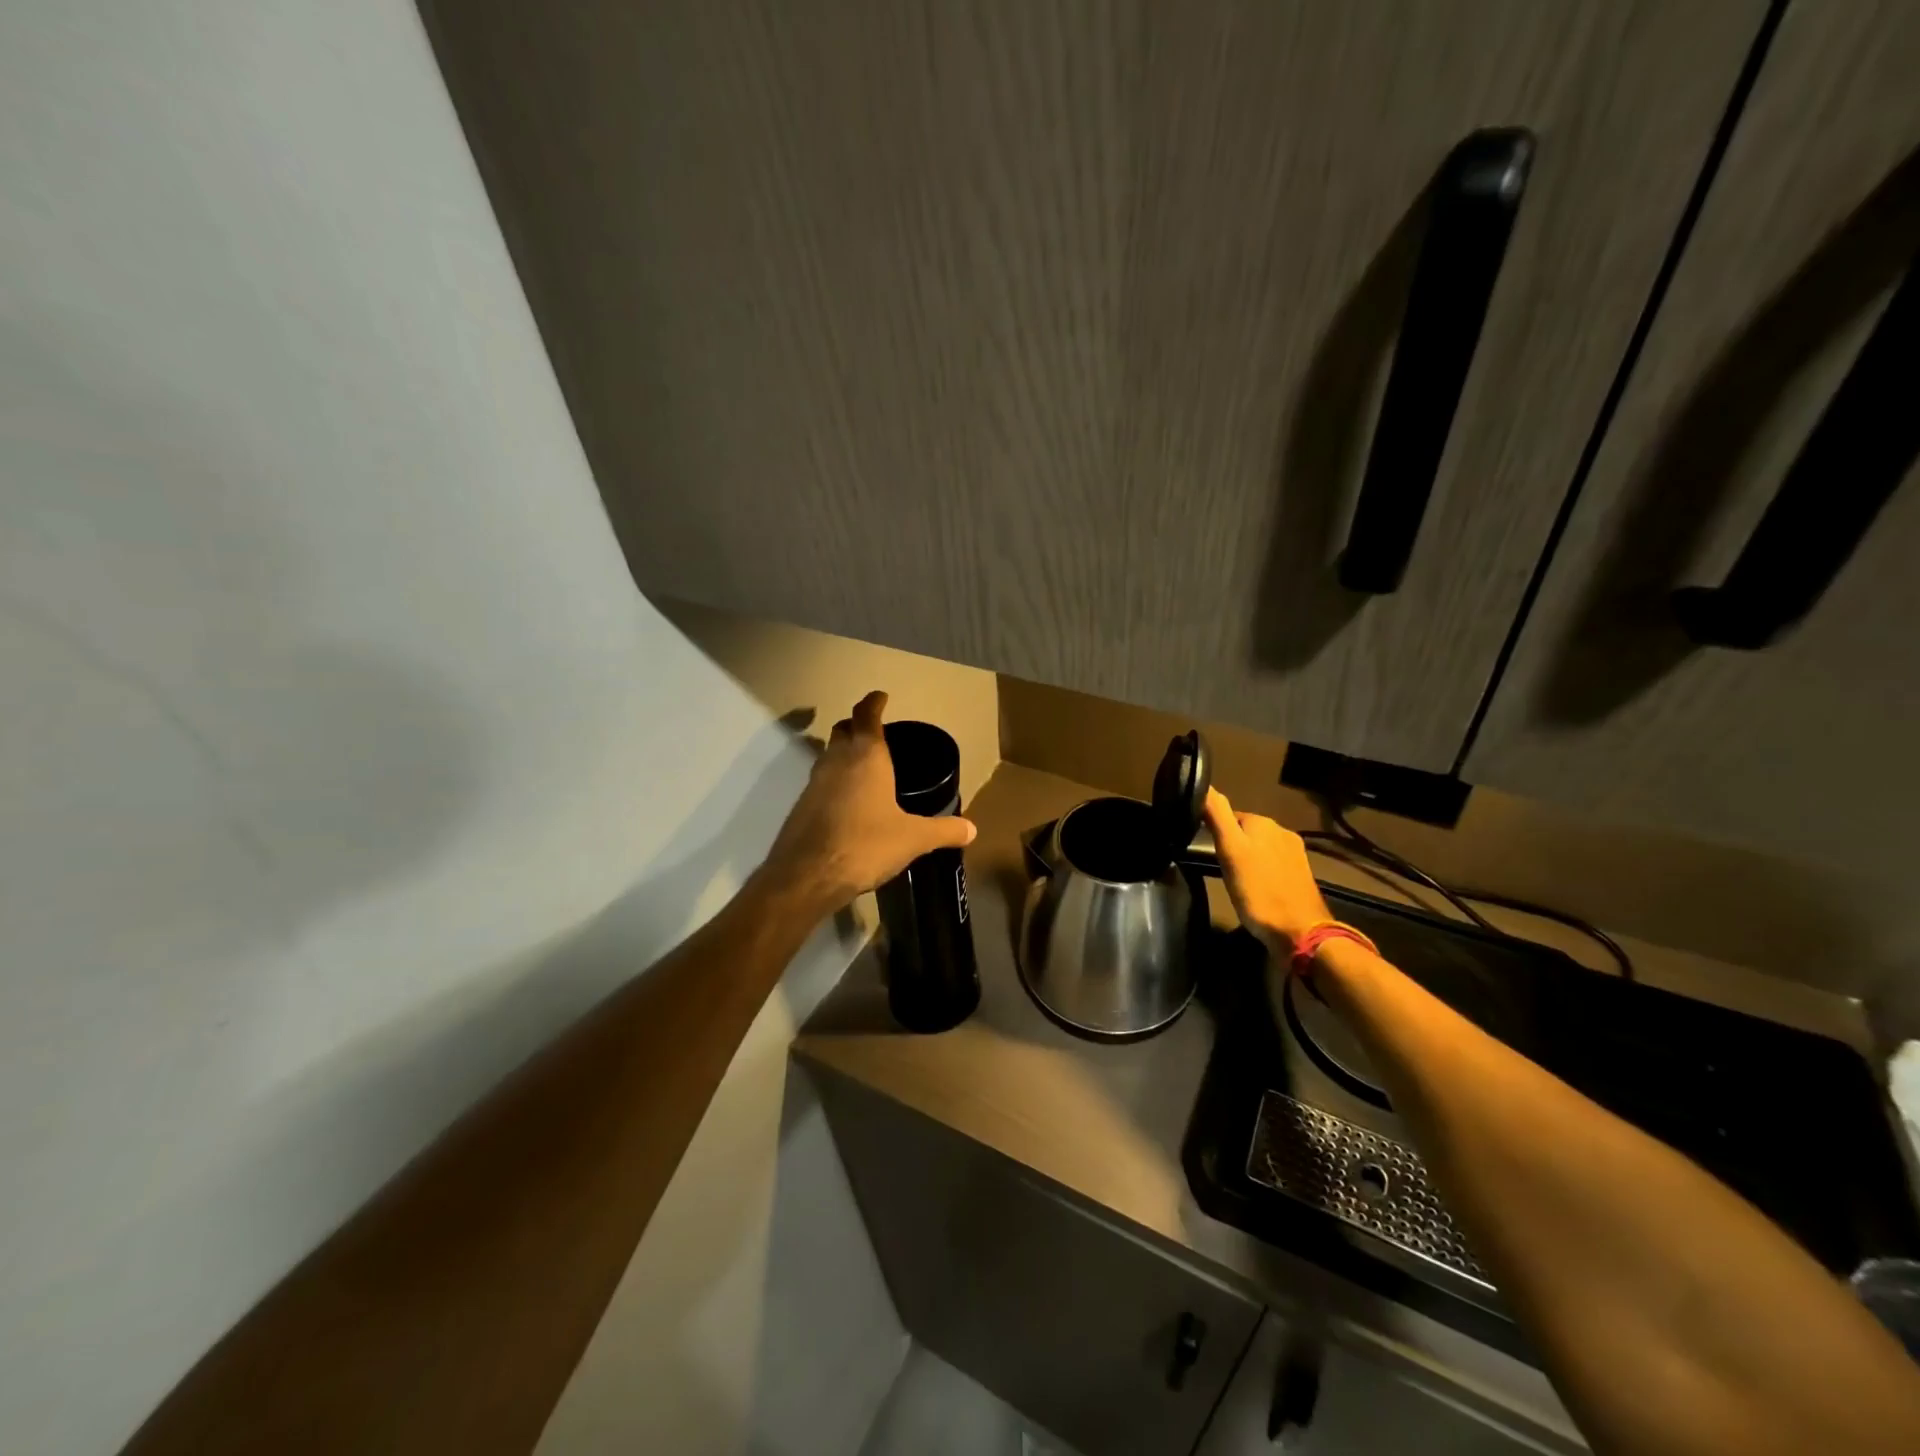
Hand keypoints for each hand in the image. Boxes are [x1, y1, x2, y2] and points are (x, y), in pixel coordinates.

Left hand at [761, 691, 975, 912]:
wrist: (808, 875)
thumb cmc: (866, 844)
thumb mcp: (913, 839)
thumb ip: (943, 830)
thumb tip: (972, 829)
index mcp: (867, 756)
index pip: (867, 715)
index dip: (874, 703)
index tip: (881, 696)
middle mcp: (837, 760)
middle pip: (844, 729)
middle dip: (857, 725)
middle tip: (875, 732)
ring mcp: (814, 781)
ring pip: (829, 754)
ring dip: (844, 752)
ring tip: (866, 766)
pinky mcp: (802, 805)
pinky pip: (821, 780)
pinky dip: (835, 780)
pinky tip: (849, 801)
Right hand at [1203, 787, 1330, 957]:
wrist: (1300, 932)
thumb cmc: (1258, 891)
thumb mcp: (1230, 852)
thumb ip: (1217, 816)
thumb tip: (1204, 785)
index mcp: (1263, 823)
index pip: (1228, 816)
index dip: (1214, 831)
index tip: (1204, 849)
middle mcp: (1282, 832)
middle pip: (1246, 832)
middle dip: (1233, 845)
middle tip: (1219, 868)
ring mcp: (1295, 854)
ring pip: (1260, 848)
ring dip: (1248, 858)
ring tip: (1235, 880)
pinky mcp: (1301, 875)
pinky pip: (1273, 864)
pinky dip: (1262, 871)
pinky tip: (1256, 888)